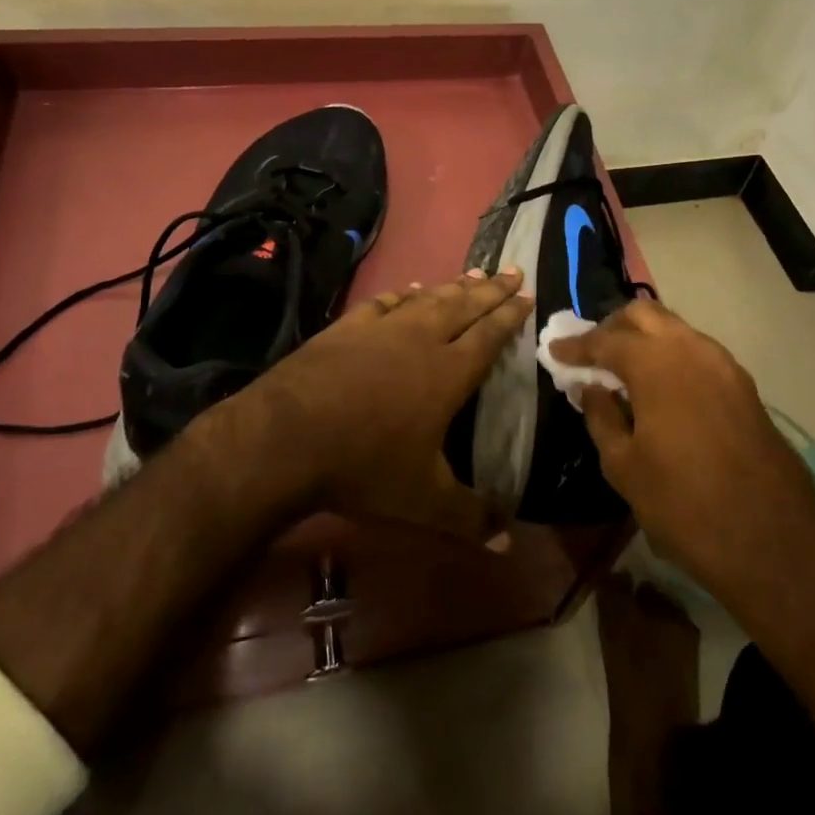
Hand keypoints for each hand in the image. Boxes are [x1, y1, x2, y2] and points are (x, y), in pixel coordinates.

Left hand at [247, 267, 531, 542]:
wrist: (287, 437)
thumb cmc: (364, 466)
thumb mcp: (423, 502)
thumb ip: (469, 518)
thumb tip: (510, 544)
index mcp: (448, 373)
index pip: (489, 335)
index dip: (510, 314)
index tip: (528, 294)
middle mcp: (421, 340)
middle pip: (464, 306)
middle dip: (492, 290)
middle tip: (513, 270)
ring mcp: (382, 329)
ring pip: (428, 298)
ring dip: (453, 286)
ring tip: (474, 274)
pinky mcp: (348, 327)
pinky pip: (385, 302)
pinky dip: (403, 293)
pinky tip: (409, 288)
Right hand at [550, 301, 814, 625]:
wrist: (773, 538)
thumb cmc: (684, 504)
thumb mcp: (624, 467)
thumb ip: (601, 417)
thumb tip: (590, 388)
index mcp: (656, 363)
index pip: (606, 339)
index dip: (577, 345)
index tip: (555, 350)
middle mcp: (690, 348)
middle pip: (643, 314)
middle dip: (612, 327)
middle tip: (591, 354)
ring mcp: (722, 363)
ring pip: (674, 328)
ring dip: (644, 338)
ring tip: (623, 370)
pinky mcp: (742, 384)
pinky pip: (696, 351)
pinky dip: (670, 354)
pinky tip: (660, 386)